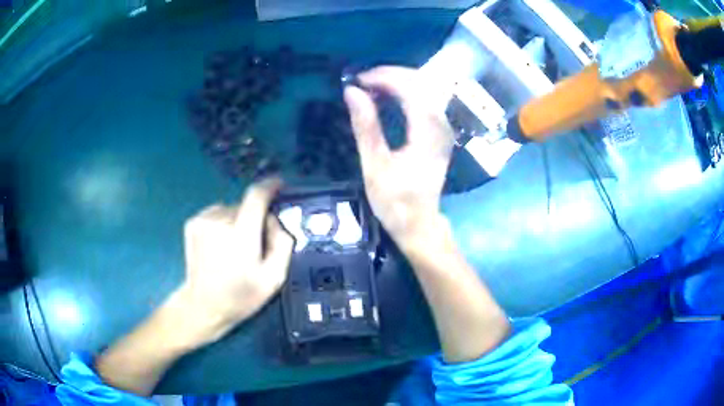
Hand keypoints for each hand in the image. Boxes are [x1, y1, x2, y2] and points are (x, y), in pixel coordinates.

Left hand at [178, 178, 293, 344]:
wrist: (204, 305)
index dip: (270, 186)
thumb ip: (282, 244)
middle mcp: (220, 221)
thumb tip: (275, 221)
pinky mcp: (192, 223)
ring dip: (238, 221)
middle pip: (246, 206)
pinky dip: (223, 222)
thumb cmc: (241, 296)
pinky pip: (216, 213)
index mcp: (241, 235)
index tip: (279, 185)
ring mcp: (203, 220)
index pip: (256, 196)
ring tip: (235, 247)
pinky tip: (220, 244)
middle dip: (255, 218)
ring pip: (231, 210)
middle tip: (256, 244)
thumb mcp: (274, 278)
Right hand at [344, 66, 454, 249]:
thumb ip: (365, 126)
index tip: (358, 80)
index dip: (384, 77)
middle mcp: (441, 126)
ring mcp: (444, 128)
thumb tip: (352, 92)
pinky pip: (426, 99)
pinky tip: (387, 97)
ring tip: (371, 87)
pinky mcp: (440, 132)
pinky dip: (405, 92)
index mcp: (427, 133)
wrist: (419, 224)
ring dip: (398, 82)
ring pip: (426, 88)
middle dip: (391, 75)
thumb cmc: (396, 202)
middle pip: (422, 83)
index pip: (411, 89)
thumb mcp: (375, 166)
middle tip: (362, 81)